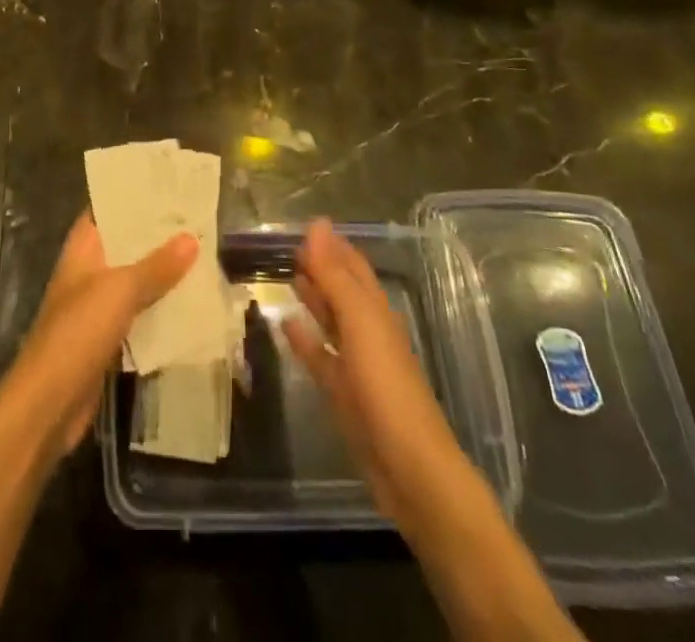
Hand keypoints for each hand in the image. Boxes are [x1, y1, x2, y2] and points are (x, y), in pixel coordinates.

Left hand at [0, 213, 196, 460]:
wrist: (47, 405)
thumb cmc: (77, 333)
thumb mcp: (120, 291)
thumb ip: (156, 265)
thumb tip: (191, 237)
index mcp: (84, 249)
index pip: (107, 209)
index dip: (134, 196)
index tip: (170, 185)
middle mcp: (89, 272)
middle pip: (126, 245)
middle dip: (158, 235)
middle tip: (199, 219)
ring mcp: (96, 307)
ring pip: (135, 280)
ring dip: (163, 273)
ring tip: (204, 255)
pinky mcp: (107, 339)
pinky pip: (139, 314)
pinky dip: (161, 309)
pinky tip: (192, 304)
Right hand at [282, 219, 473, 532]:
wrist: (409, 470)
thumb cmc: (387, 387)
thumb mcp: (360, 323)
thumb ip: (335, 275)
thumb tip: (316, 224)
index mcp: (376, 311)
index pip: (353, 267)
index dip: (333, 245)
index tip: (307, 224)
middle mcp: (368, 332)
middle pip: (343, 291)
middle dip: (322, 267)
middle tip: (291, 247)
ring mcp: (356, 365)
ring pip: (331, 322)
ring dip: (314, 299)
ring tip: (290, 277)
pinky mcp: (344, 395)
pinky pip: (320, 357)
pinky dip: (305, 339)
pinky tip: (285, 325)